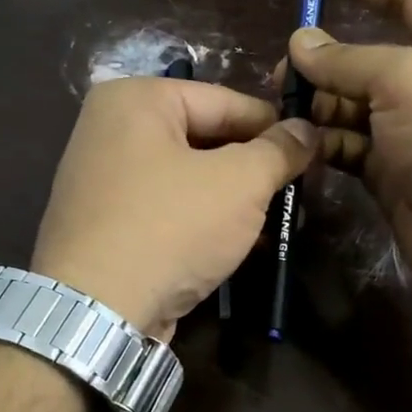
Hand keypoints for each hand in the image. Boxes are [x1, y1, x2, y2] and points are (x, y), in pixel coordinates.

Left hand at [32, 77, 316, 338]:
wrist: (97, 312)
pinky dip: (202, 222)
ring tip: (279, 219)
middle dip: (253, 167)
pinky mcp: (105, 227)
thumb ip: (279, 150)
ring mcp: (103, 181)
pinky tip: (239, 244)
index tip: (314, 150)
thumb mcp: (239, 183)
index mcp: (135, 99)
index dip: (275, 126)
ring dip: (233, 199)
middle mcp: (110, 130)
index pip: (224, 101)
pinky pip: (167, 210)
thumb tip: (308, 130)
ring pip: (188, 178)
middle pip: (204, 139)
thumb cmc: (170, 228)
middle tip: (299, 189)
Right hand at [286, 0, 411, 321]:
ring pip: (353, 105)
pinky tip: (299, 142)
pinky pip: (350, 146)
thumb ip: (351, 60)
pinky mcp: (393, 175)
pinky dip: (325, 142)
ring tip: (283, 108)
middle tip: (283, 70)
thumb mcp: (411, 84)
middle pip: (371, 57)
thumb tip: (300, 44)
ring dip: (319, 103)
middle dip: (327, 58)